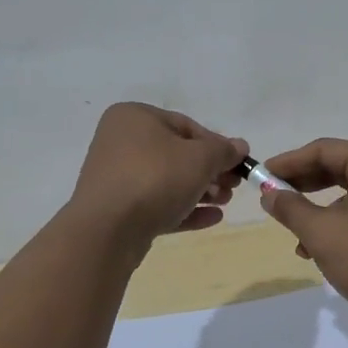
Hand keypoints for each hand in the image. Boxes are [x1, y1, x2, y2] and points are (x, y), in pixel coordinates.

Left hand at [68, 103, 247, 245]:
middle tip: (234, 187)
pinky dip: (184, 209)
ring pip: (168, 181)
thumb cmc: (155, 178)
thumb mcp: (200, 158)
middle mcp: (121, 142)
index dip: (217, 145)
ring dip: (201, 191)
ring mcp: (117, 178)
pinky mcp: (118, 209)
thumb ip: (223, 151)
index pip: (186, 126)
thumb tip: (240, 147)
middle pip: (177, 155)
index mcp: (135, 118)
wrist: (107, 230)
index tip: (238, 164)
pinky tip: (213, 218)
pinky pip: (157, 204)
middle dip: (210, 172)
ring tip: (225, 202)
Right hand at [258, 139, 347, 321]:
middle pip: (338, 167)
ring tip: (292, 231)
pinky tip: (315, 250)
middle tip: (272, 196)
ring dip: (317, 209)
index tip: (261, 175)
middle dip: (302, 184)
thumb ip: (290, 208)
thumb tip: (269, 194)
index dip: (289, 162)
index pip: (324, 150)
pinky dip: (337, 223)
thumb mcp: (320, 233)